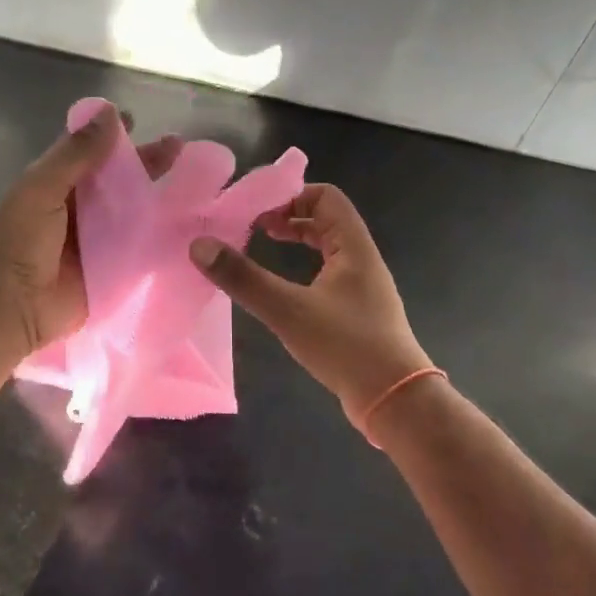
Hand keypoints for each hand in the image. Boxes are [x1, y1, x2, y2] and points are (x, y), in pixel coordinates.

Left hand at [0, 105, 181, 363]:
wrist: (8, 308)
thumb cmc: (17, 242)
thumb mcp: (41, 188)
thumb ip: (76, 154)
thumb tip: (110, 112)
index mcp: (56, 186)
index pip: (90, 154)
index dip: (112, 137)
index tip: (139, 120)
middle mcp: (79, 211)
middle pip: (118, 182)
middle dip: (146, 164)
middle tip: (180, 148)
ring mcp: (97, 243)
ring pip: (133, 214)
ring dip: (159, 200)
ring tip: (196, 186)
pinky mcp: (113, 272)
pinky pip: (141, 251)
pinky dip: (161, 240)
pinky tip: (191, 228)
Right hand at [189, 184, 432, 433]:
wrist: (395, 400)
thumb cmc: (346, 346)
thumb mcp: (288, 310)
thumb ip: (243, 278)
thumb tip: (199, 245)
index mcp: (354, 246)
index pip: (325, 196)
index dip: (290, 195)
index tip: (255, 209)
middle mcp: (362, 258)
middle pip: (325, 219)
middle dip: (287, 216)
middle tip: (252, 227)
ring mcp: (362, 286)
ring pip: (327, 247)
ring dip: (296, 241)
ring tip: (262, 247)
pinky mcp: (357, 311)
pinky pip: (328, 272)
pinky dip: (303, 267)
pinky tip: (283, 287)